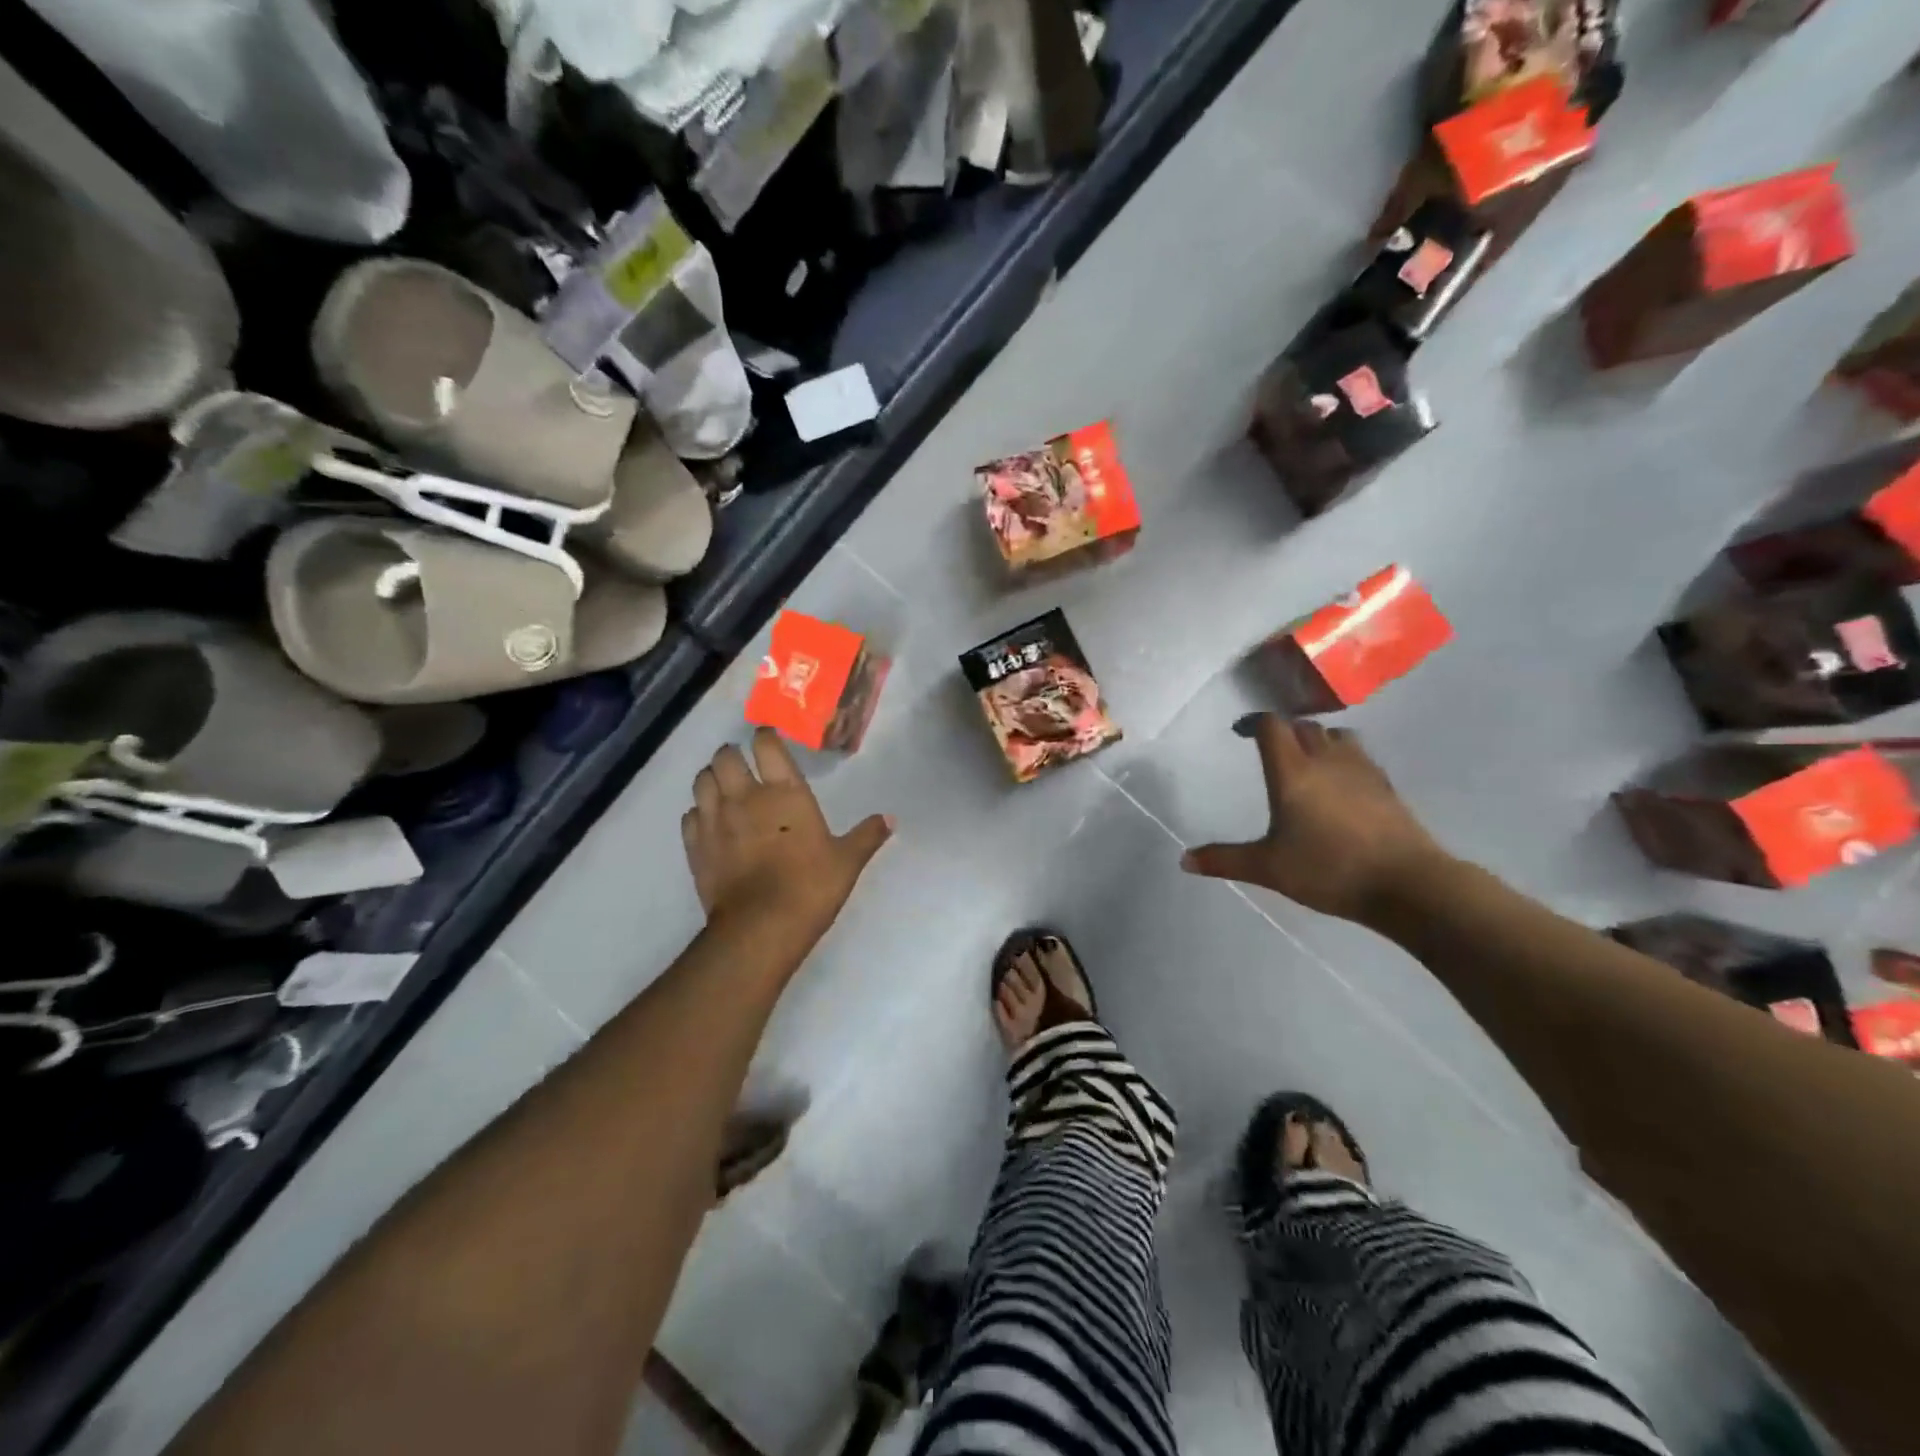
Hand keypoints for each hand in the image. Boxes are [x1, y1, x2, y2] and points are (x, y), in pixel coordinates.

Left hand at [682, 729, 892, 951]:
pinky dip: (697, 813)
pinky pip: (689, 816)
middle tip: (742, 763)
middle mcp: (745, 796)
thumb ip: (867, 836)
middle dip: (732, 754)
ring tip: (722, 786)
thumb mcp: (847, 861)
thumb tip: (890, 819)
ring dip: (711, 778)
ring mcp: (715, 820)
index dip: (765, 736)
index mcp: (785, 792)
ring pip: (702, 780)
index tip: (768, 739)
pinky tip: (708, 822)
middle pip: (725, 757)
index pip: (767, 745)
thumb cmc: (810, 887)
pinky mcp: (695, 846)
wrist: (761, 927)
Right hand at [1181, 714, 1446, 923]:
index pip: (1272, 727)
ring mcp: (1362, 770)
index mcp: (1293, 772)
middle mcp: (1326, 760)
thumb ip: (1225, 860)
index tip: (1242, 732)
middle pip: (1304, 727)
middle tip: (1270, 747)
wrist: (1407, 884)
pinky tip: (1341, 785)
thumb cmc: (1329, 870)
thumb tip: (1184, 860)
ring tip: (1307, 759)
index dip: (1255, 722)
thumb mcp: (1268, 868)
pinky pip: (1359, 756)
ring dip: (1318, 740)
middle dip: (1285, 731)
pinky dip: (1343, 759)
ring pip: (1337, 736)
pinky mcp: (1386, 786)